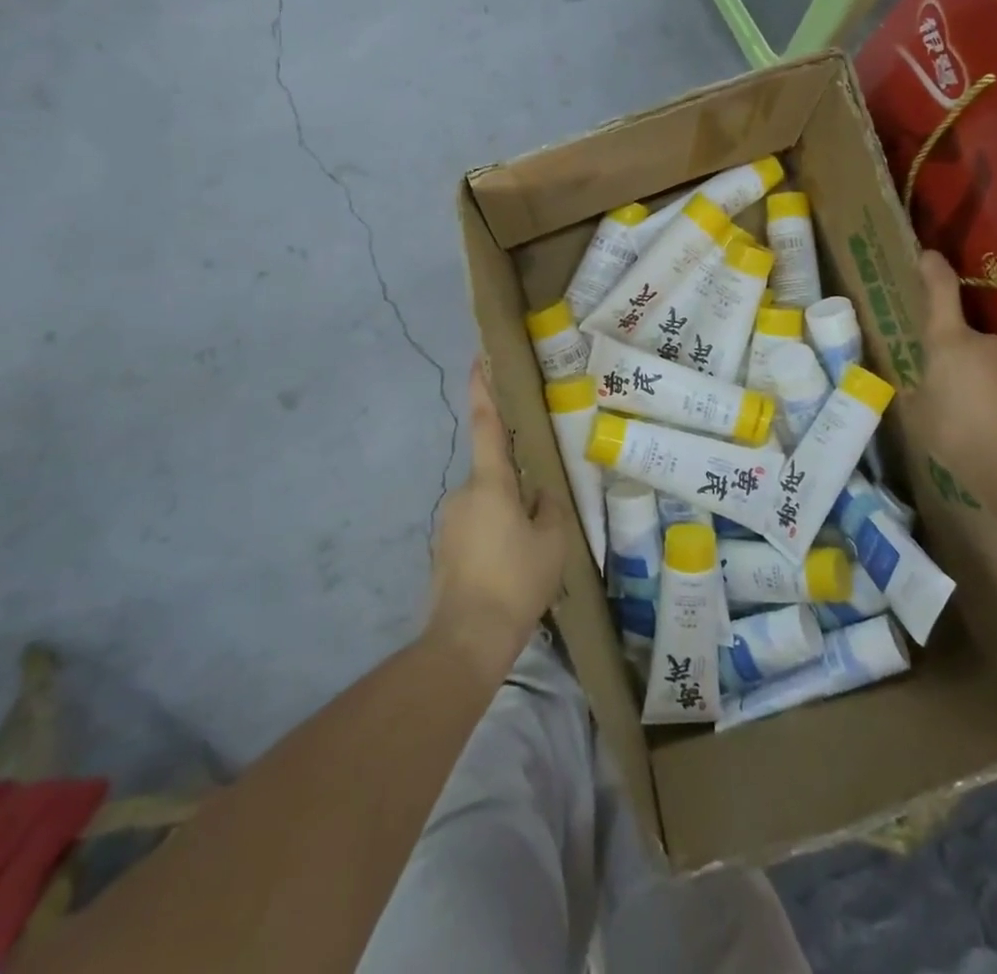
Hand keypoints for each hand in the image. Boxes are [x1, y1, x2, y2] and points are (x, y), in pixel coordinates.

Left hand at [426, 360, 569, 677]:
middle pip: (495, 474)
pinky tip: (511, 569)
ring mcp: (449, 522)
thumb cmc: (515, 581)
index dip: (483, 389)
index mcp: (490, 483)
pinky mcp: (444, 549)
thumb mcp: (552, 541)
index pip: (487, 425)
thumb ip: (550, 507)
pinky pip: (477, 529)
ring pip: (488, 505)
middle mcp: (463, 493)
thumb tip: (540, 493)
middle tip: (542, 515)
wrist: (466, 639)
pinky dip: (495, 538)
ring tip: (531, 552)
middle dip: (517, 487)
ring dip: (508, 517)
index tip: (478, 358)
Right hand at [918, 251, 996, 474]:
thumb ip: (918, 393)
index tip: (927, 254)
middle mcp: (986, 342)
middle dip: (951, 359)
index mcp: (949, 342)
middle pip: (962, 339)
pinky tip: (991, 429)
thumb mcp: (918, 414)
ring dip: (976, 381)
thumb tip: (922, 388)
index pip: (941, 293)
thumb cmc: (956, 433)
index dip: (933, 271)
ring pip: (986, 364)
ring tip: (967, 418)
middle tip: (940, 392)